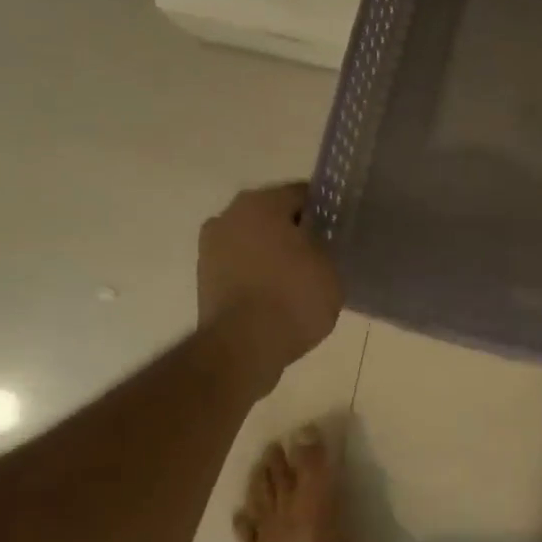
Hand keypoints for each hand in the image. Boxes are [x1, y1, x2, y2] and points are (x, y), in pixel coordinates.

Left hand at [197, 182, 342, 394]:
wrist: (243, 347)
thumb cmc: (293, 297)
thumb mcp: (330, 268)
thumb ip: (324, 246)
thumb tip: (316, 242)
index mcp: (262, 203)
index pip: (301, 194)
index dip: (323, 211)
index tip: (337, 229)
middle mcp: (229, 215)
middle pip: (272, 215)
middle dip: (294, 230)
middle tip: (320, 252)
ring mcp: (211, 247)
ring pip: (253, 240)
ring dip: (272, 252)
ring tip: (299, 276)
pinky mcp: (204, 278)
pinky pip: (240, 265)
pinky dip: (256, 273)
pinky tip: (277, 293)